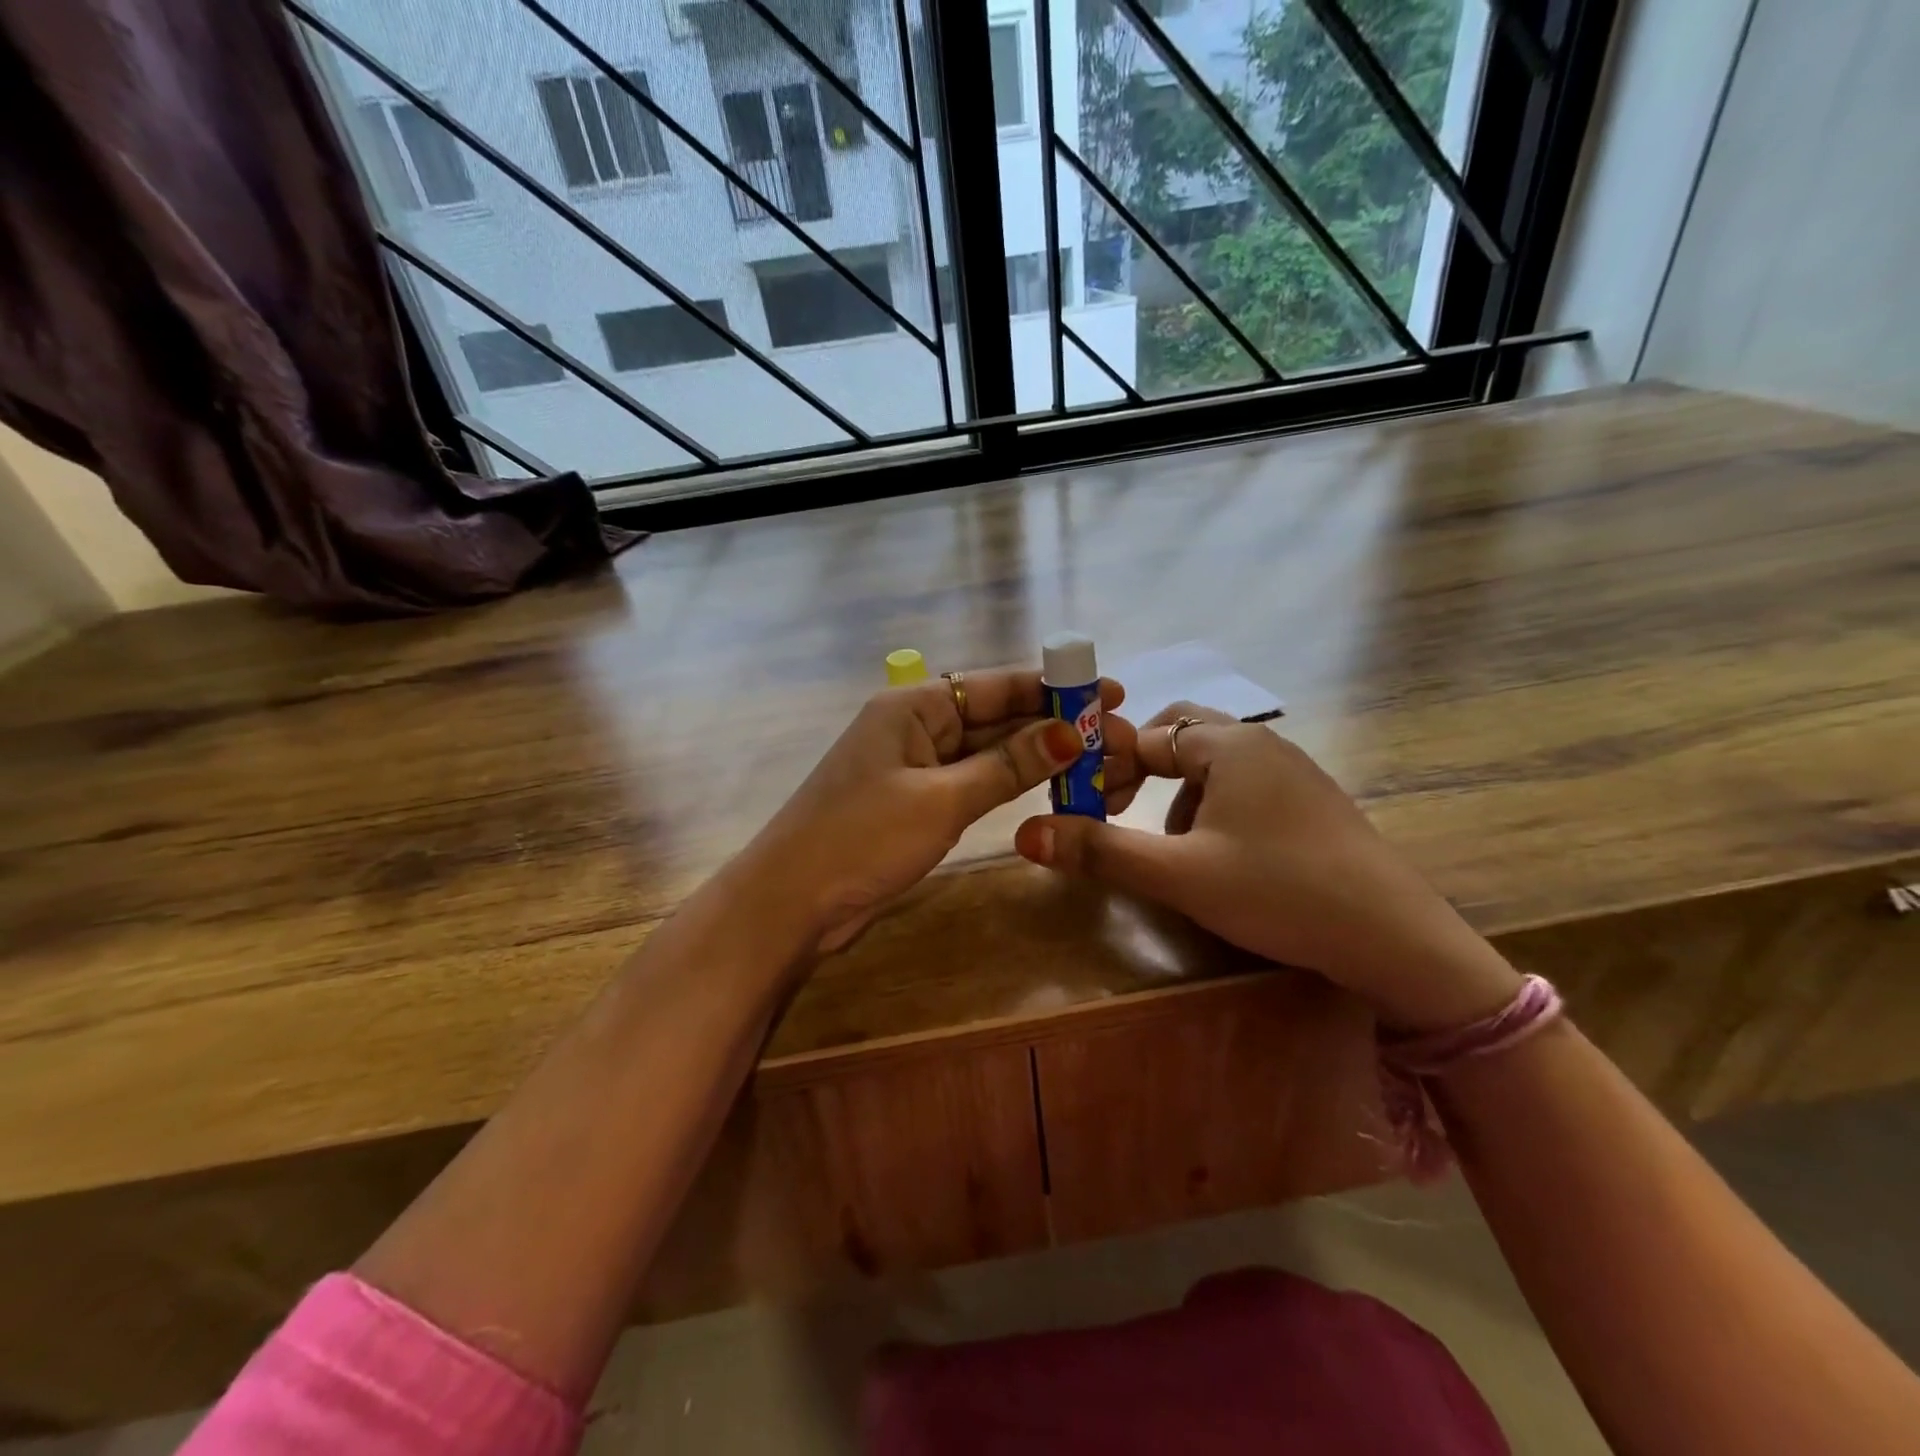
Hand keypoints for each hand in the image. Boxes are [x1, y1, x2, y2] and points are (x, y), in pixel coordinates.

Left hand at [739, 668, 1137, 955]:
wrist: (791, 901)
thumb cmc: (862, 838)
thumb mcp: (941, 799)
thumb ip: (1006, 766)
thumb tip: (1070, 734)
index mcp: (913, 706)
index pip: (994, 685)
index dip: (1052, 688)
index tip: (1107, 692)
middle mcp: (915, 726)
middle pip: (994, 717)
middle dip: (1051, 724)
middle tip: (1114, 735)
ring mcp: (914, 766)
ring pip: (986, 752)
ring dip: (1034, 756)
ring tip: (1094, 760)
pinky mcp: (914, 802)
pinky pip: (972, 782)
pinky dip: (1007, 784)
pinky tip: (1046, 786)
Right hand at [1013, 704, 1519, 1030]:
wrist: (1395, 938)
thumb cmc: (1277, 891)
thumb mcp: (1178, 874)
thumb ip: (1100, 850)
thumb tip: (1025, 834)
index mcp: (1227, 745)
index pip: (1147, 733)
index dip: (1106, 763)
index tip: (1082, 804)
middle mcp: (1261, 744)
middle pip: (1182, 736)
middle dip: (1142, 771)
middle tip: (1119, 811)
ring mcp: (1294, 773)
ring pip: (1214, 765)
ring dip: (1178, 795)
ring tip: (1171, 849)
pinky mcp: (1313, 804)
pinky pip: (1245, 788)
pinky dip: (1214, 809)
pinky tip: (1221, 860)